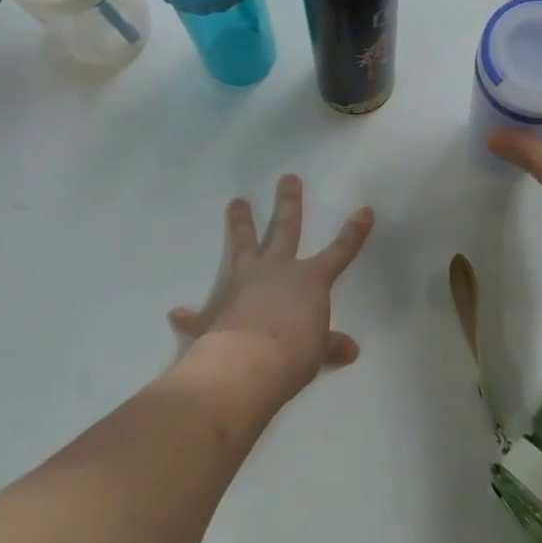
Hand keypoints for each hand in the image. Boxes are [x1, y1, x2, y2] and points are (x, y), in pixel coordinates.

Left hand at [169, 175, 374, 396]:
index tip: (364, 210)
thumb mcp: (318, 352)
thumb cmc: (294, 354)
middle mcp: (277, 271)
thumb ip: (331, 346)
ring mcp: (243, 284)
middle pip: (285, 229)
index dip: (353, 233)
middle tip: (287, 178)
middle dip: (289, 203)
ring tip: (236, 201)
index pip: (339, 252)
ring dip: (240, 224)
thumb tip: (351, 349)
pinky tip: (177, 312)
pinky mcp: (216, 310)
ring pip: (243, 246)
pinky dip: (190, 315)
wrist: (247, 364)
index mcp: (309, 281)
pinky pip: (201, 312)